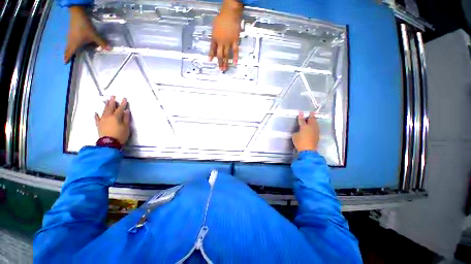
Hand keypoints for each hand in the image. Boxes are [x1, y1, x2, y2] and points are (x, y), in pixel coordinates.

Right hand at [65, 6, 110, 62]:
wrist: (77, 14)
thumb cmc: (84, 27)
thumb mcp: (94, 36)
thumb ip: (102, 42)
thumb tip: (109, 49)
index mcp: (74, 44)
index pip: (70, 52)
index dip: (67, 57)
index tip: (65, 62)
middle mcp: (70, 41)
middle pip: (68, 49)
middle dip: (67, 54)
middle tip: (66, 59)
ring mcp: (70, 35)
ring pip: (68, 44)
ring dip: (69, 49)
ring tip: (70, 53)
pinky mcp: (71, 31)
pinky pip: (70, 40)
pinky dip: (71, 44)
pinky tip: (74, 44)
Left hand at [94, 96, 130, 144]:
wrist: (109, 143)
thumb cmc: (120, 135)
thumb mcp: (126, 127)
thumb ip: (126, 118)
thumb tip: (126, 111)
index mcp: (116, 117)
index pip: (120, 109)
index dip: (123, 103)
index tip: (124, 98)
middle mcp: (108, 117)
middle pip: (110, 108)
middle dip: (112, 102)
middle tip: (112, 96)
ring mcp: (102, 120)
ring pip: (104, 111)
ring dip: (106, 106)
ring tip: (106, 101)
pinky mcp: (99, 125)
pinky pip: (97, 119)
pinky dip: (96, 115)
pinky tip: (96, 113)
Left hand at [209, 0, 242, 70]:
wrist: (230, 13)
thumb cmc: (221, 18)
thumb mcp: (214, 27)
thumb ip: (214, 35)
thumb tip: (214, 42)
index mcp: (214, 38)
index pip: (212, 49)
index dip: (211, 55)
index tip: (210, 61)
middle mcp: (221, 42)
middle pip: (220, 55)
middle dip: (219, 62)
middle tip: (220, 69)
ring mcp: (228, 42)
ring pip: (226, 55)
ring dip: (226, 63)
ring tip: (225, 69)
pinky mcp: (235, 41)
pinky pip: (235, 51)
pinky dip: (235, 57)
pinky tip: (235, 63)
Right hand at [292, 112, 319, 151]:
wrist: (308, 150)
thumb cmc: (300, 142)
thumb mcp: (295, 136)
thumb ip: (297, 132)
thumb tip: (299, 131)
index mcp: (304, 127)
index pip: (302, 120)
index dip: (301, 116)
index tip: (300, 112)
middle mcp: (311, 127)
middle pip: (311, 120)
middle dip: (311, 115)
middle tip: (312, 112)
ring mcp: (315, 131)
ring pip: (315, 123)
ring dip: (314, 120)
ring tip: (314, 117)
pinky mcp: (317, 135)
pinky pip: (316, 127)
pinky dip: (315, 125)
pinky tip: (315, 125)